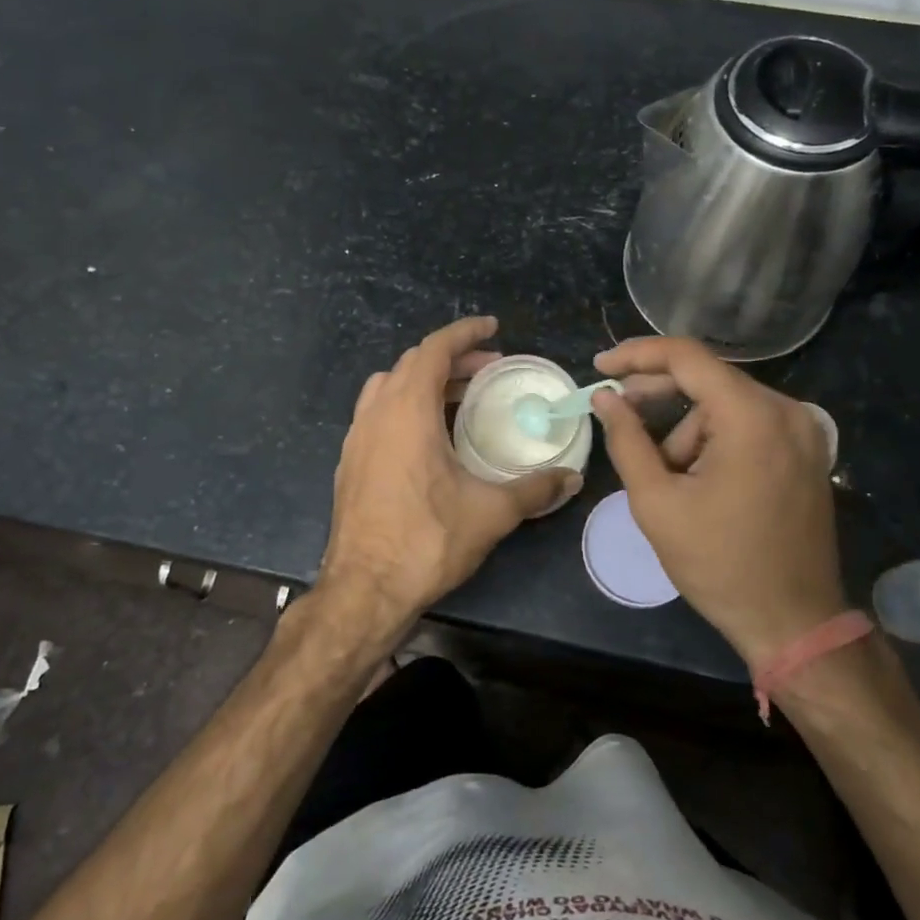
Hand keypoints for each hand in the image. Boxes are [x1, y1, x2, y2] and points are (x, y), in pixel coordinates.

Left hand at [321, 317, 578, 631]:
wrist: (364, 590)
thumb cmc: (427, 540)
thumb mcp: (491, 512)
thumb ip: (534, 488)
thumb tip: (570, 478)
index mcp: (407, 411)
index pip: (433, 350)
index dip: (464, 333)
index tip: (493, 328)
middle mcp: (376, 414)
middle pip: (412, 364)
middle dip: (451, 359)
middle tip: (488, 371)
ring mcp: (356, 438)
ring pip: (388, 386)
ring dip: (424, 380)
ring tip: (458, 398)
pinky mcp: (349, 462)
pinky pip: (377, 413)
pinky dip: (404, 405)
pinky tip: (427, 437)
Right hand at [591, 336, 844, 666]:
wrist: (793, 621)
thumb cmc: (719, 563)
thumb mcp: (657, 502)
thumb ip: (626, 440)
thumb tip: (605, 397)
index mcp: (751, 416)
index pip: (687, 357)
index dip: (637, 355)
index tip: (601, 367)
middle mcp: (785, 410)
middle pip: (708, 379)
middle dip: (658, 395)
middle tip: (617, 412)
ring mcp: (803, 431)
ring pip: (725, 406)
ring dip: (687, 431)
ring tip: (667, 480)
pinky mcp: (807, 451)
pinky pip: (748, 425)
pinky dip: (715, 440)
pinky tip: (697, 479)